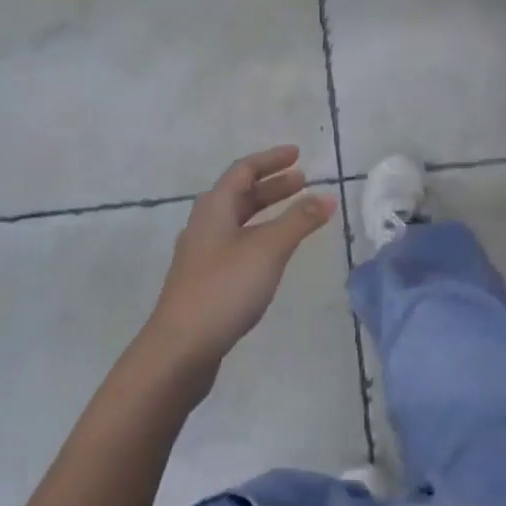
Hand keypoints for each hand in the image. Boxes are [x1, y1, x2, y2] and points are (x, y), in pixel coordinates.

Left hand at [144, 146, 337, 376]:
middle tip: (303, 182)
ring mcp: (202, 254)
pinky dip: (259, 236)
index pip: (244, 170)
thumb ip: (298, 221)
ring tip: (295, 215)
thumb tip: (327, 196)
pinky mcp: (205, 280)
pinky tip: (272, 254)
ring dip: (267, 211)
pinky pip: (236, 243)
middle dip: (272, 186)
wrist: (179, 349)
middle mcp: (205, 224)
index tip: (298, 155)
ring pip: (238, 220)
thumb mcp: (267, 249)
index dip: (271, 160)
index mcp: (214, 207)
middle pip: (240, 194)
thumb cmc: (223, 289)